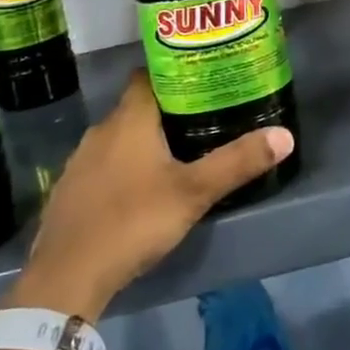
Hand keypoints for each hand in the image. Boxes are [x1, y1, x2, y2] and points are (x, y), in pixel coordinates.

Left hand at [10, 72, 293, 318]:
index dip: (174, 72)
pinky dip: (122, 167)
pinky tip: (139, 189)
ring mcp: (80, 162)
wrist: (65, 278)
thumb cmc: (132, 221)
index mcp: (129, 119)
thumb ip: (237, 162)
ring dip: (143, 141)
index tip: (202, 78)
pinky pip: (102, 165)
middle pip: (137, 106)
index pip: (148, 75)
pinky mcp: (70, 191)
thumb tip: (285, 136)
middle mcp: (101, 130)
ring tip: (176, 152)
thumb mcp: (193, 193)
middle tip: (202, 117)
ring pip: (119, 137)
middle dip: (167, 109)